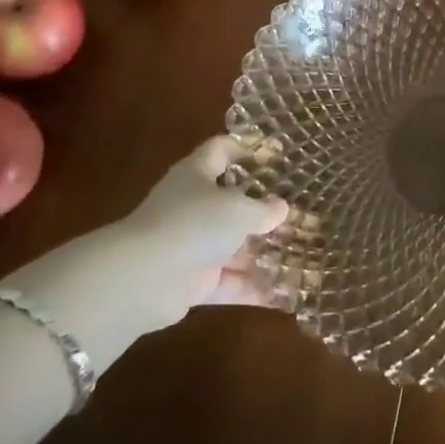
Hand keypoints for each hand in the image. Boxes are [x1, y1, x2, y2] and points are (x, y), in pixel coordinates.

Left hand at [113, 137, 291, 325]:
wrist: (144, 279)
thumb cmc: (194, 223)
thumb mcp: (239, 210)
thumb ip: (264, 209)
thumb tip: (282, 208)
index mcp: (197, 174)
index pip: (221, 150)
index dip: (246, 150)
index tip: (276, 158)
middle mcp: (192, 206)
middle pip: (231, 202)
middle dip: (263, 210)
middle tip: (299, 212)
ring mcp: (190, 245)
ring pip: (232, 245)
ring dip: (262, 252)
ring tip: (300, 254)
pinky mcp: (191, 282)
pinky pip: (228, 282)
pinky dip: (252, 287)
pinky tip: (284, 294)